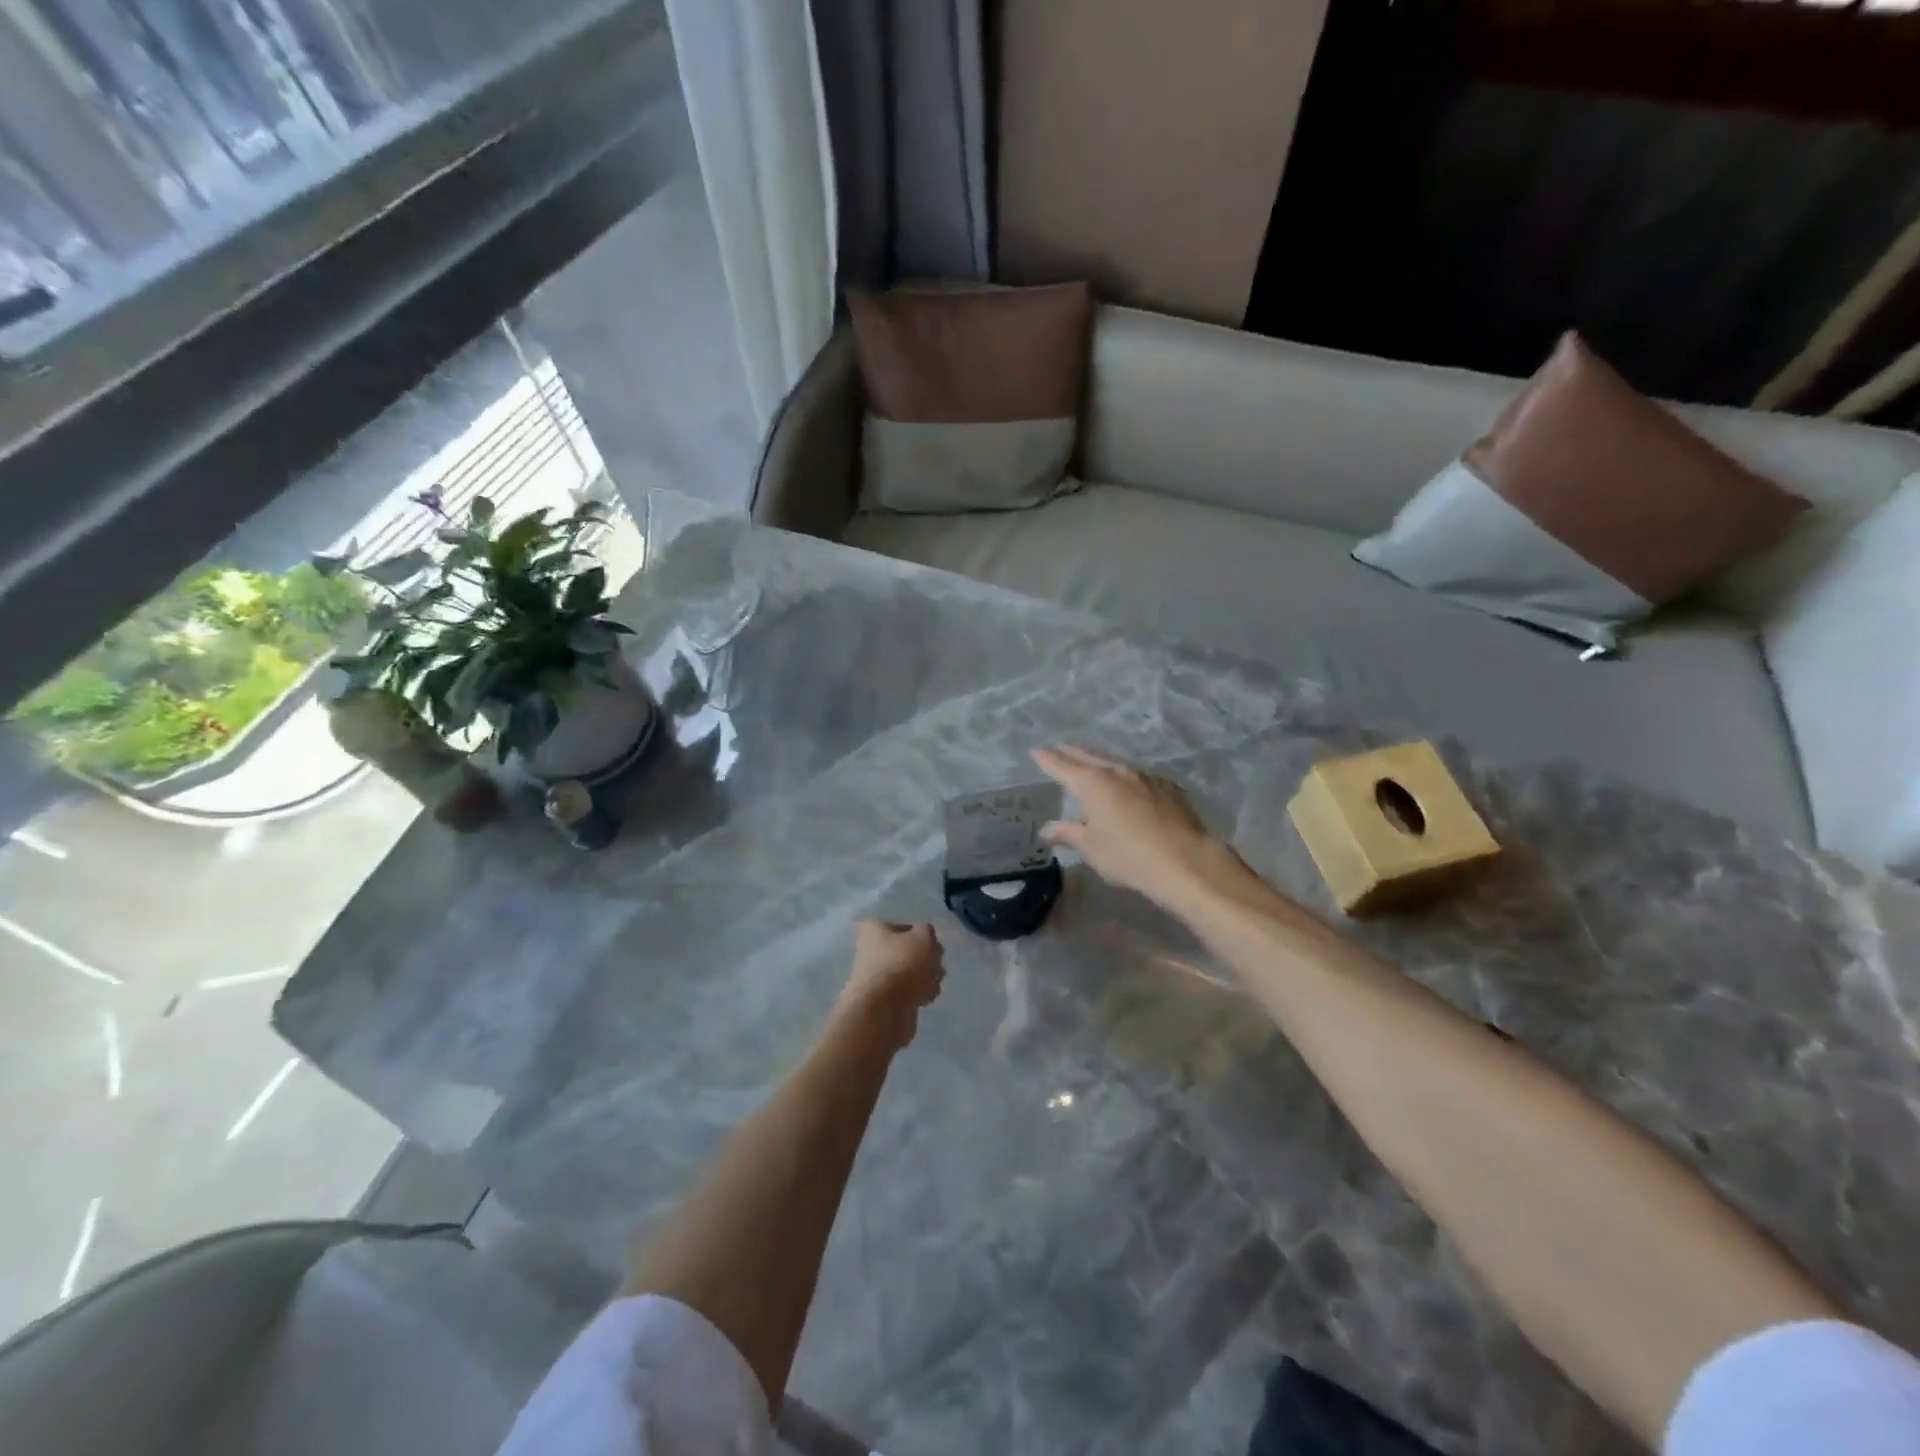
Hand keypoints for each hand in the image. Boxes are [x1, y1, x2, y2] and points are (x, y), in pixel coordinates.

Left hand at [836, 921, 946, 1048]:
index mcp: (873, 930)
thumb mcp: (924, 937)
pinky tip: (926, 998)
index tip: (927, 940)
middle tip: (935, 963)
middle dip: (924, 958)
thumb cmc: (902, 964)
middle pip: (904, 950)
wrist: (883, 1011)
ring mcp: (876, 979)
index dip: (914, 931)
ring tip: (933, 983)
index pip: (895, 924)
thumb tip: (924, 937)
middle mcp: (870, 952)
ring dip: (924, 977)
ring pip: (908, 973)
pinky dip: (918, 995)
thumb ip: (927, 933)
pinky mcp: (883, 1002)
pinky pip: (907, 993)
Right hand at [1031, 746, 1227, 909]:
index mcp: (1092, 783)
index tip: (1036, 751)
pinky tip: (1129, 787)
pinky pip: (1139, 777)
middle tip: (1060, 749)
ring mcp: (1145, 777)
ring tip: (1092, 765)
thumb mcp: (1091, 848)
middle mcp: (1117, 772)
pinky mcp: (1168, 788)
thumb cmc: (1128, 855)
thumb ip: (1068, 834)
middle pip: (1089, 757)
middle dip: (1072, 753)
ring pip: (1116, 764)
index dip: (1048, 759)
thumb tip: (1047, 829)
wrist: (1184, 860)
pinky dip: (1126, 778)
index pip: (1062, 766)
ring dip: (1100, 763)